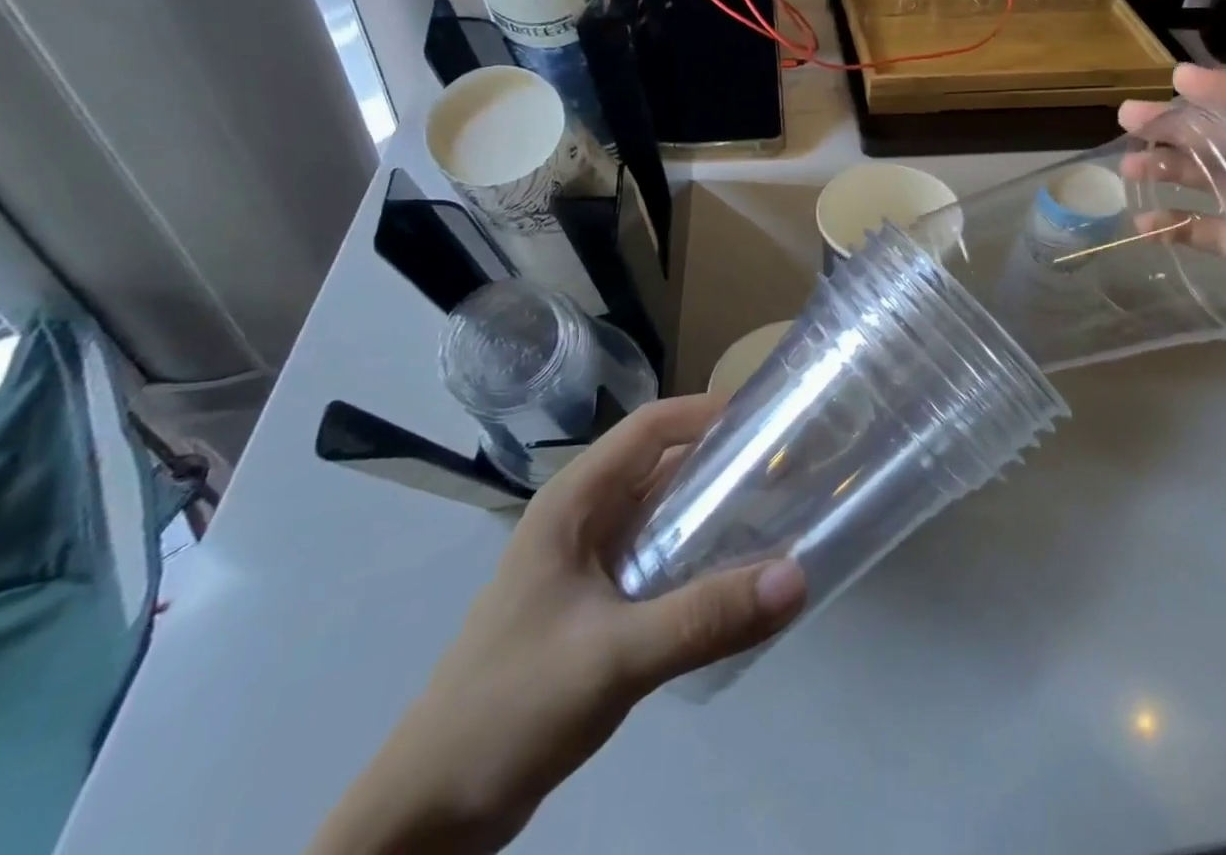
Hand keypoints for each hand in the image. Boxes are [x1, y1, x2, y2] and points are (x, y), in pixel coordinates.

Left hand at [310, 397, 805, 854]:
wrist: (429, 814)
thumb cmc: (510, 707)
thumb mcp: (612, 657)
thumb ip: (703, 618)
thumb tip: (796, 578)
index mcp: (575, 500)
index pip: (652, 426)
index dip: (708, 412)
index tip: (770, 419)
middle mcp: (584, 517)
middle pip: (663, 464)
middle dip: (724, 460)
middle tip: (790, 468)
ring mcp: (589, 562)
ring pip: (664, 513)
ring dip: (716, 510)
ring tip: (780, 514)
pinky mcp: (598, 605)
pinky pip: (660, 559)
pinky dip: (700, 556)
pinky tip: (738, 578)